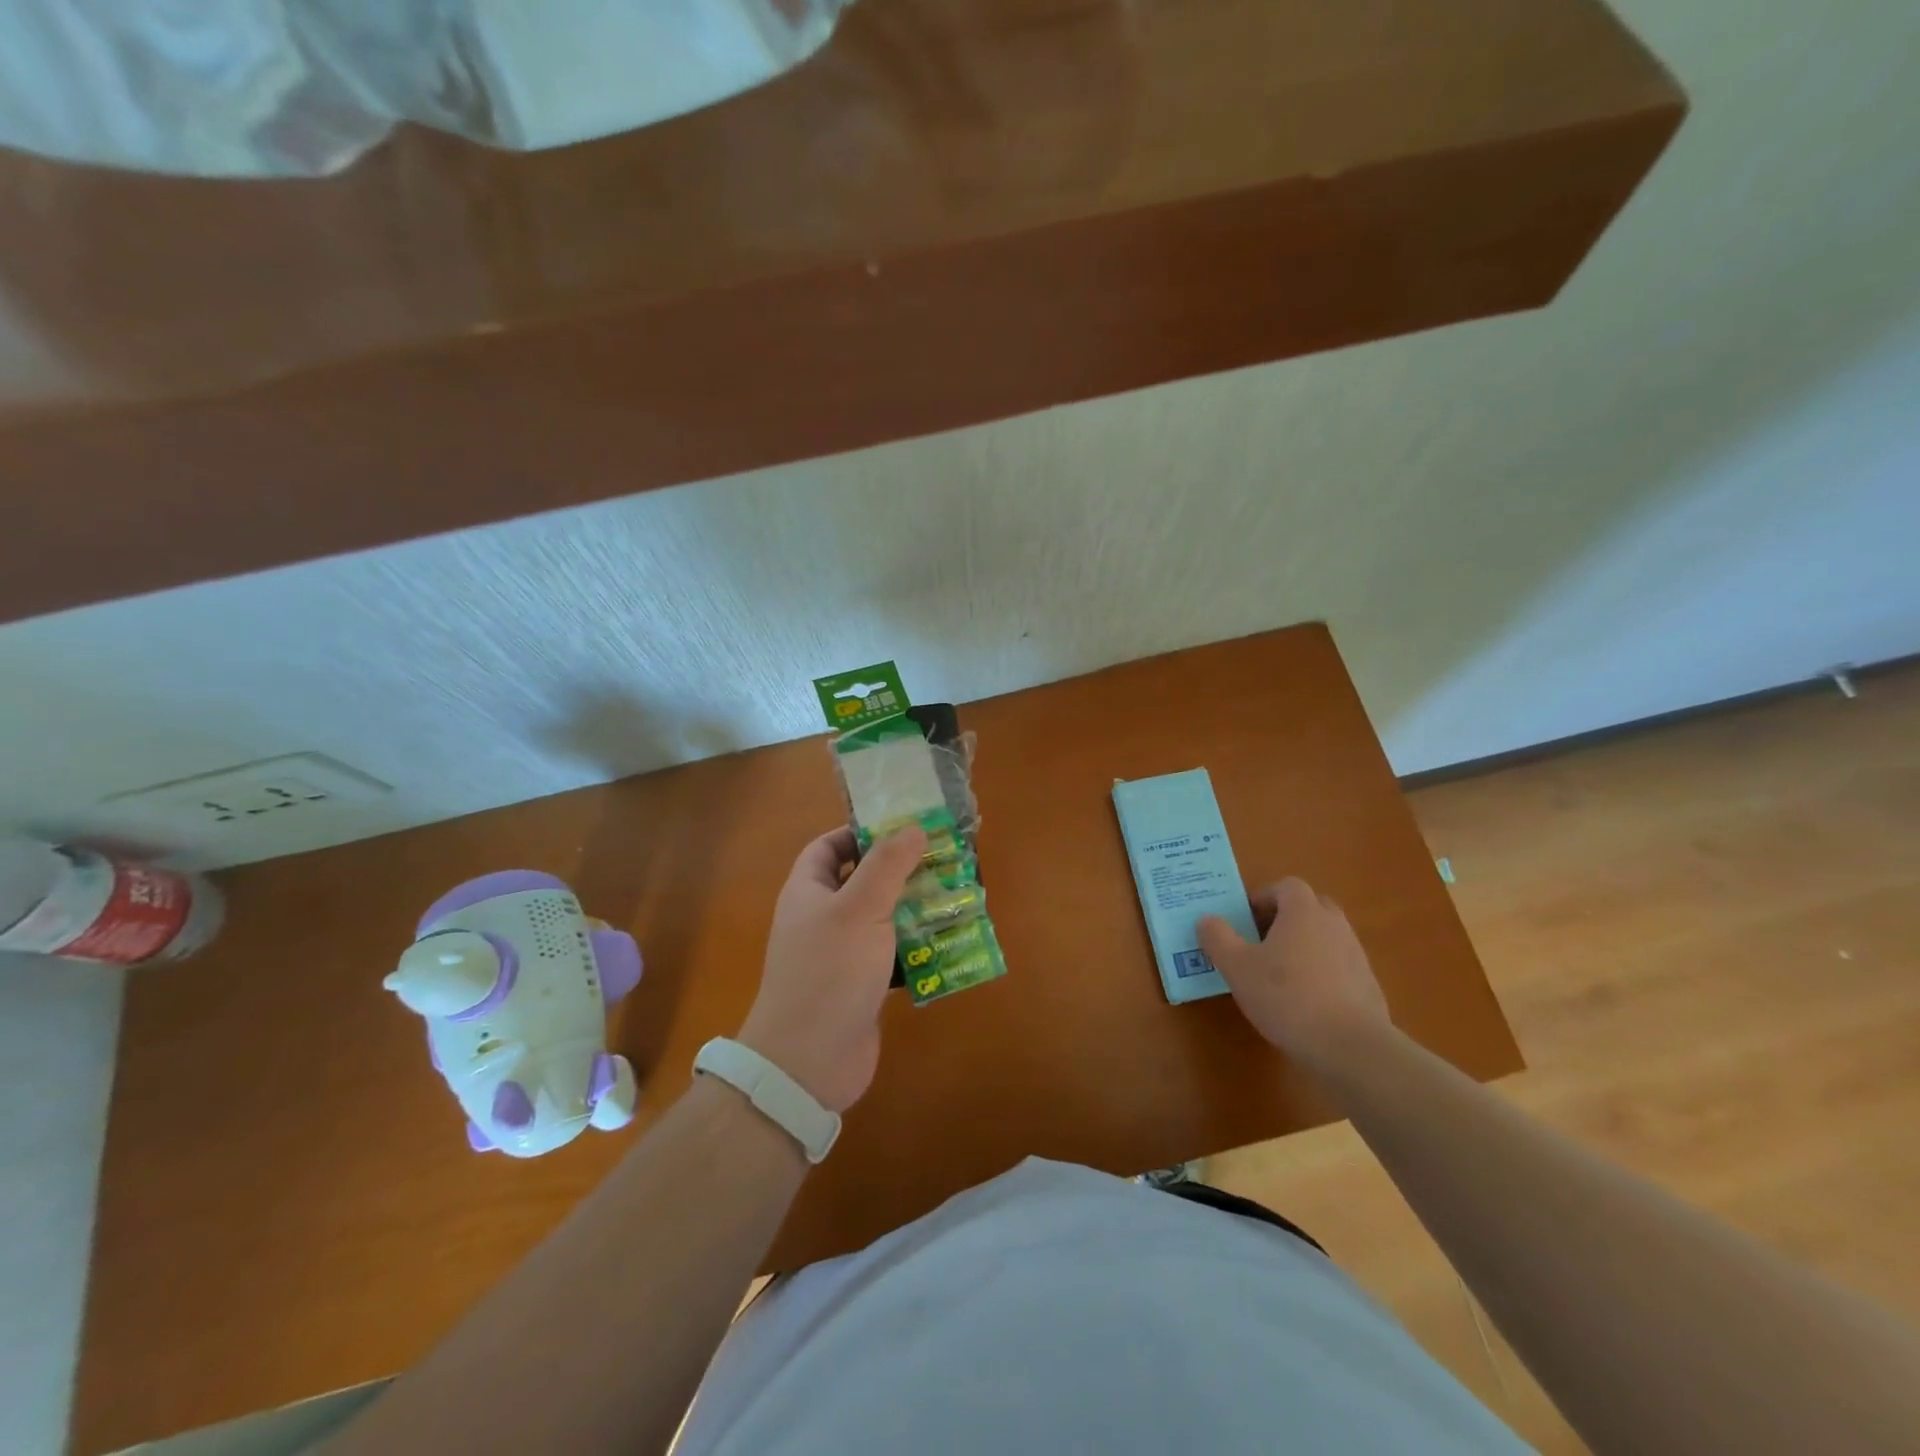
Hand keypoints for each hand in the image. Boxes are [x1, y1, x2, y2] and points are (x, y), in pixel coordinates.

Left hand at [738, 825, 925, 1112]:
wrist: (809, 1063)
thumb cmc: (830, 972)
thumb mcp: (860, 908)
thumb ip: (887, 865)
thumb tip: (913, 827)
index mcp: (808, 891)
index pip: (828, 846)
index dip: (860, 832)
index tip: (903, 827)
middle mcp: (822, 918)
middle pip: (862, 881)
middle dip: (901, 870)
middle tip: (944, 859)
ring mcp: (841, 955)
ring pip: (882, 919)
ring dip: (915, 909)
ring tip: (957, 895)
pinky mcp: (861, 987)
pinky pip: (892, 956)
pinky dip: (917, 948)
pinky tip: (950, 942)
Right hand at [1198, 877, 1391, 1074]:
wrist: (1351, 1047)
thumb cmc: (1286, 997)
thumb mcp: (1237, 967)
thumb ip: (1217, 938)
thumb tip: (1207, 920)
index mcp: (1303, 912)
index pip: (1286, 886)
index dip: (1264, 898)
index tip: (1246, 922)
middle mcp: (1334, 925)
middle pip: (1310, 907)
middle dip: (1286, 919)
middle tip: (1262, 942)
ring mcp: (1356, 955)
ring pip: (1325, 937)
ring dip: (1303, 946)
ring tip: (1280, 976)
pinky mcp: (1368, 985)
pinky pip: (1339, 966)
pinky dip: (1321, 973)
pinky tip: (1304, 1003)